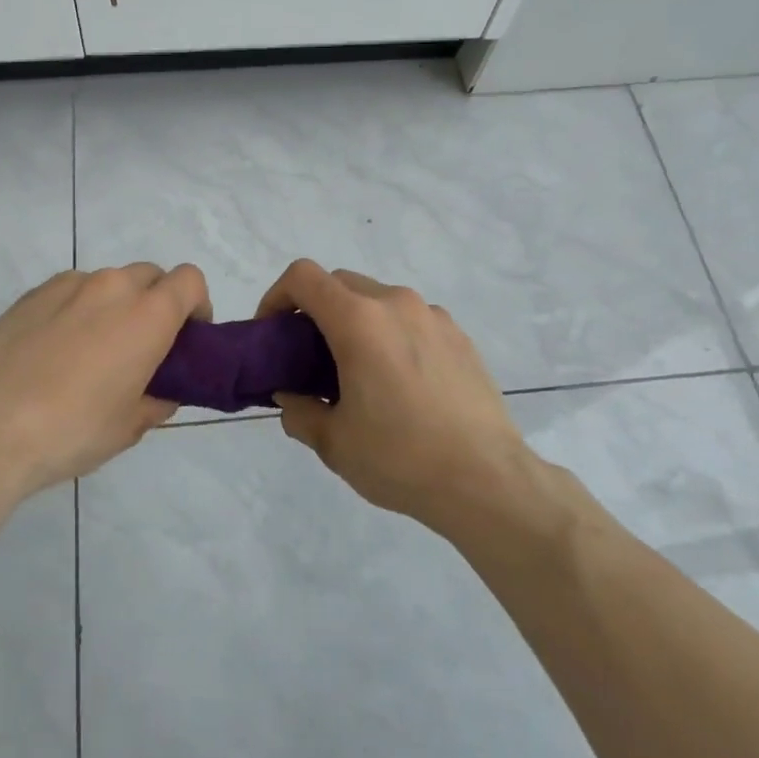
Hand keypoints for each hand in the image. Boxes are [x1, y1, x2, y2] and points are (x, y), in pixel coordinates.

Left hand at [0, 263, 210, 494]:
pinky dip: (76, 309)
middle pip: (150, 275)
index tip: (186, 337)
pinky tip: (54, 350)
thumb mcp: (128, 427)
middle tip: (141, 346)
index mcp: (147, 315)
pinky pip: (69, 292)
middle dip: (156, 302)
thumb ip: (156, 401)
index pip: (189, 280)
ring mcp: (67, 286)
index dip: (196, 304)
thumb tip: (160, 393)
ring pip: (107, 282)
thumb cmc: (71, 430)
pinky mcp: (30, 295)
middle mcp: (111, 287)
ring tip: (91, 350)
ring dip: (113, 305)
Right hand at [256, 258, 533, 534]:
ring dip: (355, 322)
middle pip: (340, 283)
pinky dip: (391, 335)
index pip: (303, 277)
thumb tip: (291, 397)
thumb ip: (298, 411)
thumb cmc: (400, 458)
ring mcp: (433, 316)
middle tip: (309, 357)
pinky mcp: (459, 336)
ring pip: (378, 300)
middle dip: (314, 310)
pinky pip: (411, 320)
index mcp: (359, 321)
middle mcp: (396, 304)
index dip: (276, 296)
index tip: (272, 332)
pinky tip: (400, 383)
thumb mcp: (333, 442)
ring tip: (358, 373)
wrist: (486, 480)